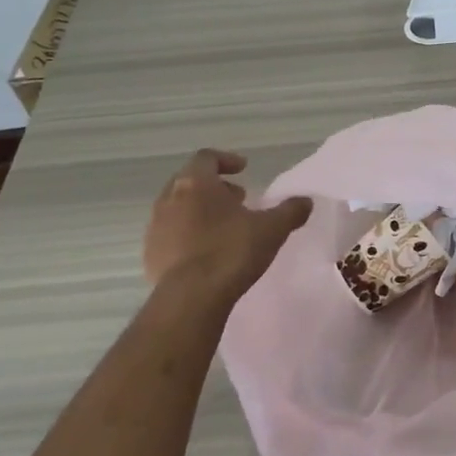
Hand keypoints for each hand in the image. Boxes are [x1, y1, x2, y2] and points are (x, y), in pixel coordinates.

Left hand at [143, 149, 312, 304]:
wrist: (191, 297)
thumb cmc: (232, 251)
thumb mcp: (272, 229)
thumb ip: (290, 211)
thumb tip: (305, 201)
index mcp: (196, 184)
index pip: (207, 158)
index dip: (226, 160)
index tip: (243, 169)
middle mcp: (170, 199)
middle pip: (190, 182)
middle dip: (214, 187)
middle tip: (237, 198)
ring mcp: (155, 227)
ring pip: (178, 208)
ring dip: (200, 211)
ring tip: (224, 226)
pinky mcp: (150, 254)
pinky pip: (170, 234)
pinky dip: (188, 234)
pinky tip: (207, 252)